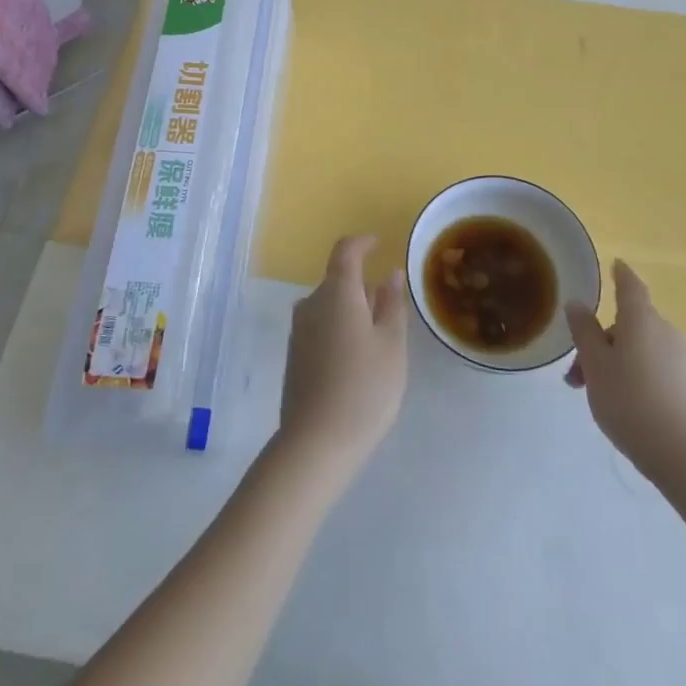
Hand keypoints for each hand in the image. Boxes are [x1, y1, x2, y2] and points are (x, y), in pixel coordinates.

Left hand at [278, 235, 408, 476]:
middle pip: (338, 280)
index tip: (379, 244)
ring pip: (329, 305)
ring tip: (378, 339)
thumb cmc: (364, 388)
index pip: (346, 251)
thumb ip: (392, 304)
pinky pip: (320, 326)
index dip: (363, 243)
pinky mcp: (293, 355)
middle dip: (363, 285)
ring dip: (352, 310)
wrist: (315, 442)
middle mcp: (311, 304)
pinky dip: (340, 329)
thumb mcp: (391, 345)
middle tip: (391, 308)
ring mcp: (298, 331)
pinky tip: (356, 360)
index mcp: (337, 293)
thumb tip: (390, 274)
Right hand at [565, 261, 685, 480]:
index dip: (621, 274)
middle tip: (576, 374)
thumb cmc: (631, 401)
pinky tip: (623, 406)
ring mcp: (681, 359)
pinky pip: (654, 368)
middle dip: (600, 342)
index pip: (630, 286)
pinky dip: (633, 376)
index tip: (615, 265)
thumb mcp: (595, 365)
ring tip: (594, 395)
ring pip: (639, 349)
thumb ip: (584, 332)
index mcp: (640, 320)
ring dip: (614, 362)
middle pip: (629, 324)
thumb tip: (577, 303)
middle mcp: (664, 332)